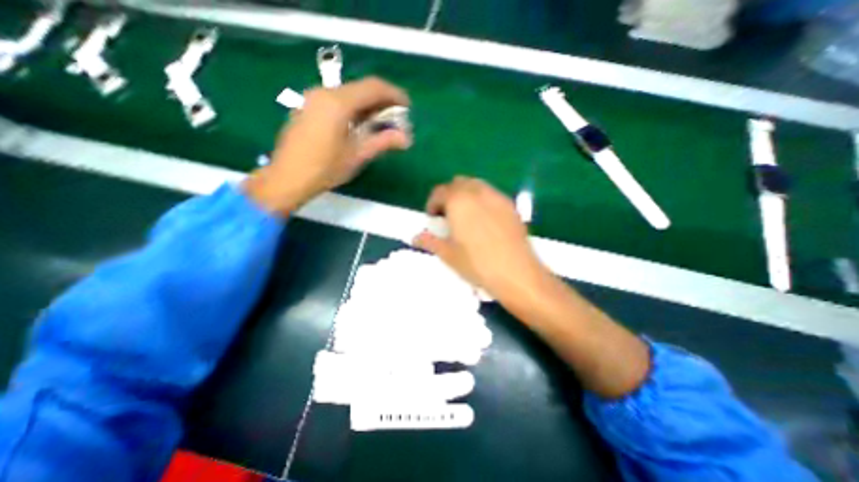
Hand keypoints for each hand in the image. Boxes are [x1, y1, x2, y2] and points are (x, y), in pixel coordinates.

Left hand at [245, 76, 412, 213]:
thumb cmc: (325, 168)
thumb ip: (383, 141)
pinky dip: (353, 109)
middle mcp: (324, 92)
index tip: (408, 107)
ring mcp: (312, 98)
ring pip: (348, 94)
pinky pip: (336, 101)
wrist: (287, 177)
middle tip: (396, 118)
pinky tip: (358, 125)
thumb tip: (406, 138)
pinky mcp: (307, 108)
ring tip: (380, 123)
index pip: (373, 88)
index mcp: (338, 102)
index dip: (394, 94)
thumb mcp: (358, 155)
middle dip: (382, 101)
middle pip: (360, 89)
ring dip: (368, 106)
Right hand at [412, 176, 546, 302]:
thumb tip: (415, 238)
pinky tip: (484, 221)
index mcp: (459, 201)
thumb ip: (430, 241)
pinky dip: (482, 201)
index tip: (432, 218)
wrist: (516, 274)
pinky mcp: (511, 206)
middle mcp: (478, 192)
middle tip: (447, 215)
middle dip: (449, 196)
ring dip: (466, 196)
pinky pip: (492, 195)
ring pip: (476, 186)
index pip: (440, 192)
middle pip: (458, 183)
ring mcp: (497, 197)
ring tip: (465, 217)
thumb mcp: (448, 254)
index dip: (432, 203)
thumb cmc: (477, 264)